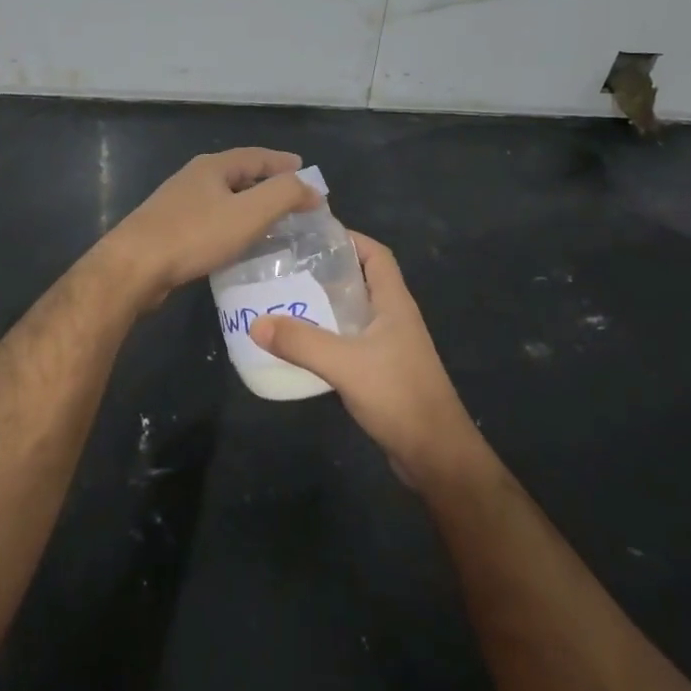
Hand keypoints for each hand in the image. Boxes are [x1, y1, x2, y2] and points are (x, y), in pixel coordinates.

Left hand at [103, 148, 317, 309]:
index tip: (305, 170)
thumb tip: (311, 188)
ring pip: (223, 198)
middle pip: (239, 174)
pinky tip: (237, 242)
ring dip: (248, 205)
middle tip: (292, 197)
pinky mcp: (169, 229)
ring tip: (270, 220)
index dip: (283, 163)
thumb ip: (284, 195)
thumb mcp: (249, 213)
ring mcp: (178, 204)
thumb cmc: (195, 235)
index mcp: (213, 166)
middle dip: (267, 183)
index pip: (257, 156)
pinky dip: (231, 224)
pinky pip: (210, 220)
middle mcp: (194, 178)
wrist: (134, 267)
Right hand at [248, 231, 484, 487]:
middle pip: (361, 281)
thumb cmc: (398, 395)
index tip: (312, 236)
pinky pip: (350, 342)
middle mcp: (394, 318)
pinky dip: (327, 337)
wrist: (435, 454)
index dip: (349, 239)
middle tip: (286, 268)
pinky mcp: (382, 372)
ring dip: (324, 306)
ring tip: (285, 301)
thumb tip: (256, 322)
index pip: (376, 255)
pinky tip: (300, 345)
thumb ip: (301, 342)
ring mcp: (390, 346)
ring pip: (354, 313)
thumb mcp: (345, 363)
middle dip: (327, 271)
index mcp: (394, 303)